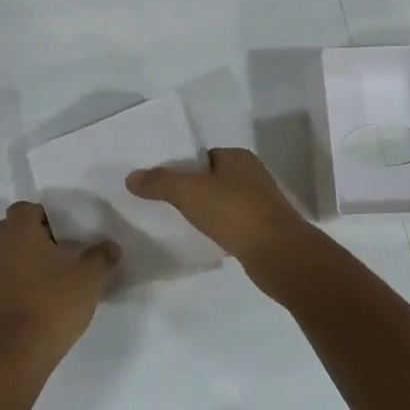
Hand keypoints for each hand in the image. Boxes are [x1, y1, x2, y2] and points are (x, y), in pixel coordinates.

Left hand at [0, 202, 118, 361]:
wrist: (15, 352)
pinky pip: (0, 279)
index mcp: (18, 230)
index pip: (26, 208)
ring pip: (6, 255)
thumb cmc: (53, 303)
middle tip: (61, 256)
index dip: (46, 217)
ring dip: (24, 262)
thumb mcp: (89, 278)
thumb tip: (110, 246)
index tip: (65, 235)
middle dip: (35, 239)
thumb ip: (101, 257)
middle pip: (14, 230)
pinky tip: (35, 301)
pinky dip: (15, 283)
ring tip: (50, 280)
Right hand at [125, 148, 314, 281]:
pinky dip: (216, 228)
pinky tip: (202, 238)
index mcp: (239, 158)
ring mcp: (260, 204)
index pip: (203, 156)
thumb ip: (159, 182)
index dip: (181, 167)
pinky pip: (231, 223)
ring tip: (177, 221)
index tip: (159, 181)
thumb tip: (131, 177)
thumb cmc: (234, 212)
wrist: (278, 254)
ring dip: (203, 210)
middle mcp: (252, 176)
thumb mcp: (189, 192)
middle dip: (190, 189)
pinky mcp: (262, 229)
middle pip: (211, 178)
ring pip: (221, 202)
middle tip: (163, 202)